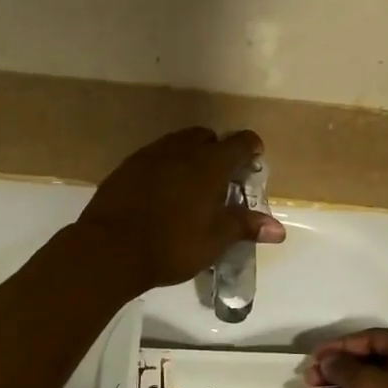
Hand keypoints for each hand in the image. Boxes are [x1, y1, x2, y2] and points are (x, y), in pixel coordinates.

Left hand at [73, 128, 284, 293]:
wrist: (109, 250)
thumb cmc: (171, 246)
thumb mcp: (214, 240)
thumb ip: (245, 227)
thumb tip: (278, 229)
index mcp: (208, 164)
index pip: (239, 143)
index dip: (251, 149)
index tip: (254, 161)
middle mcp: (180, 150)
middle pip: (206, 137)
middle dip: (218, 151)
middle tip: (221, 179)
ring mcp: (149, 155)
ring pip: (177, 144)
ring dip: (190, 156)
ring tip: (192, 185)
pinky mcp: (126, 167)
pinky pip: (153, 157)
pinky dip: (165, 167)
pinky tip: (162, 192)